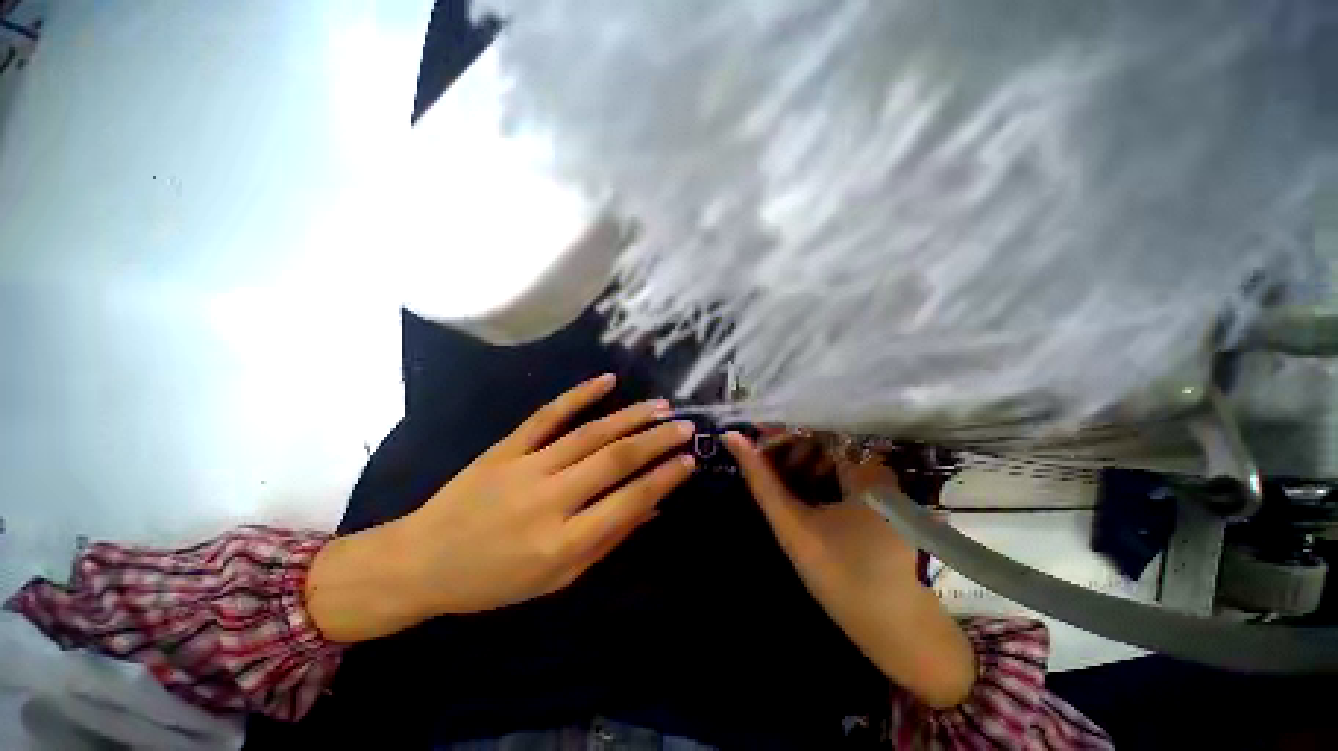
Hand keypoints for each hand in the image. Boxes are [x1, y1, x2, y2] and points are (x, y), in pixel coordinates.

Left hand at [306, 374, 697, 641]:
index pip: (628, 501)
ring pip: (590, 433)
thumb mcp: (558, 578)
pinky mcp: (506, 447)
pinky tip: (607, 380)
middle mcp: (549, 499)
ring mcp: (526, 467)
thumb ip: (608, 539)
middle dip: (657, 440)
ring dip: (630, 416)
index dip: (664, 478)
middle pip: (615, 460)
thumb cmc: (495, 581)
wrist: (421, 562)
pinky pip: (549, 415)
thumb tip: (652, 508)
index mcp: (563, 542)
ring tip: (661, 405)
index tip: (690, 460)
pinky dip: (580, 394)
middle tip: (686, 425)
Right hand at [724, 433, 975, 708]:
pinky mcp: (885, 504)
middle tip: (761, 464)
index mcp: (863, 467)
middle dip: (788, 449)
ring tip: (778, 482)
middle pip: (824, 442)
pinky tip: (803, 496)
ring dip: (801, 465)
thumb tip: (731, 437)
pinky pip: (845, 478)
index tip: (751, 439)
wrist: (905, 639)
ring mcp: (885, 487)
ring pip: (833, 460)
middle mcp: (879, 469)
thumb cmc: (846, 579)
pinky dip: (819, 480)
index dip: (778, 432)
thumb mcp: (794, 526)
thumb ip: (760, 479)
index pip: (812, 430)